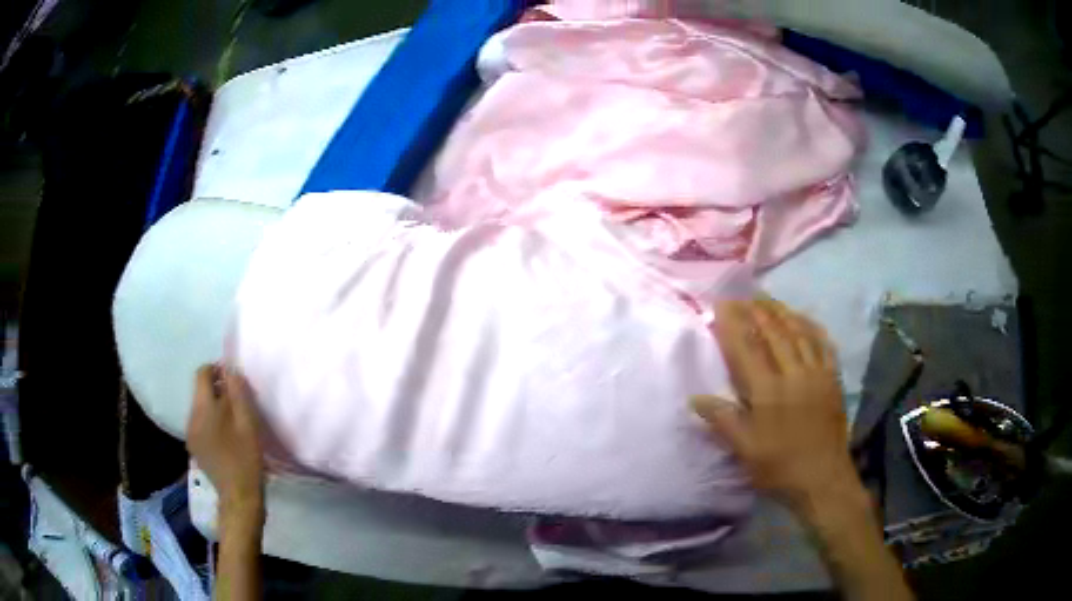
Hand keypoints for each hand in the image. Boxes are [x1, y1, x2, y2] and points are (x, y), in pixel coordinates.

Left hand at [187, 365, 264, 516]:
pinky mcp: (194, 447)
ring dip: (215, 406)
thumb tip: (230, 369)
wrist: (238, 496)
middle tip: (240, 402)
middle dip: (218, 389)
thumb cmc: (246, 457)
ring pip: (201, 408)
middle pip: (201, 391)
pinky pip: (200, 423)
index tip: (234, 379)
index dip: (217, 369)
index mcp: (203, 408)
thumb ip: (237, 392)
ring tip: (234, 421)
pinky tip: (226, 437)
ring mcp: (191, 433)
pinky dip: (211, 422)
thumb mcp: (247, 422)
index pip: (202, 373)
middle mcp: (191, 417)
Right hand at [692, 299, 864, 519]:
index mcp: (768, 391)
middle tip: (742, 297)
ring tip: (768, 299)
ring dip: (782, 312)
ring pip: (799, 332)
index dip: (733, 325)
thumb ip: (723, 420)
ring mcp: (817, 373)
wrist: (823, 479)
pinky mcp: (832, 378)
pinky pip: (823, 343)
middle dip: (756, 311)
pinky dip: (811, 326)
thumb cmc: (780, 466)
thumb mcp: (745, 450)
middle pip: (774, 332)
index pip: (747, 348)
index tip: (721, 306)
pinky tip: (804, 319)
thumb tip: (696, 397)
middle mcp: (793, 373)